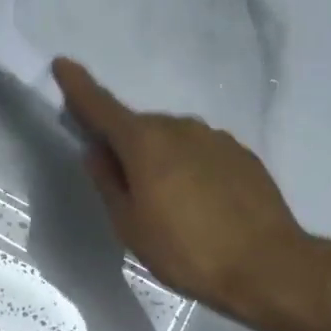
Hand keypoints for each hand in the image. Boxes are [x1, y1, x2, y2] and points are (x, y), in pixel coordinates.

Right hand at [53, 58, 323, 330]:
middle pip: (139, 127)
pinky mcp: (242, 155)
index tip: (62, 64)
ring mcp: (215, 138)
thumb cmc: (186, 250)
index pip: (102, 106)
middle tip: (124, 187)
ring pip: (172, 139)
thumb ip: (108, 182)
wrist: (268, 266)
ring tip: (166, 203)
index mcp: (145, 142)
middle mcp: (180, 127)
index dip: (79, 87)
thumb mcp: (130, 225)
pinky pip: (200, 152)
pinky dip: (189, 167)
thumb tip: (96, 151)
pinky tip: (199, 202)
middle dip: (125, 145)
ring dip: (160, 158)